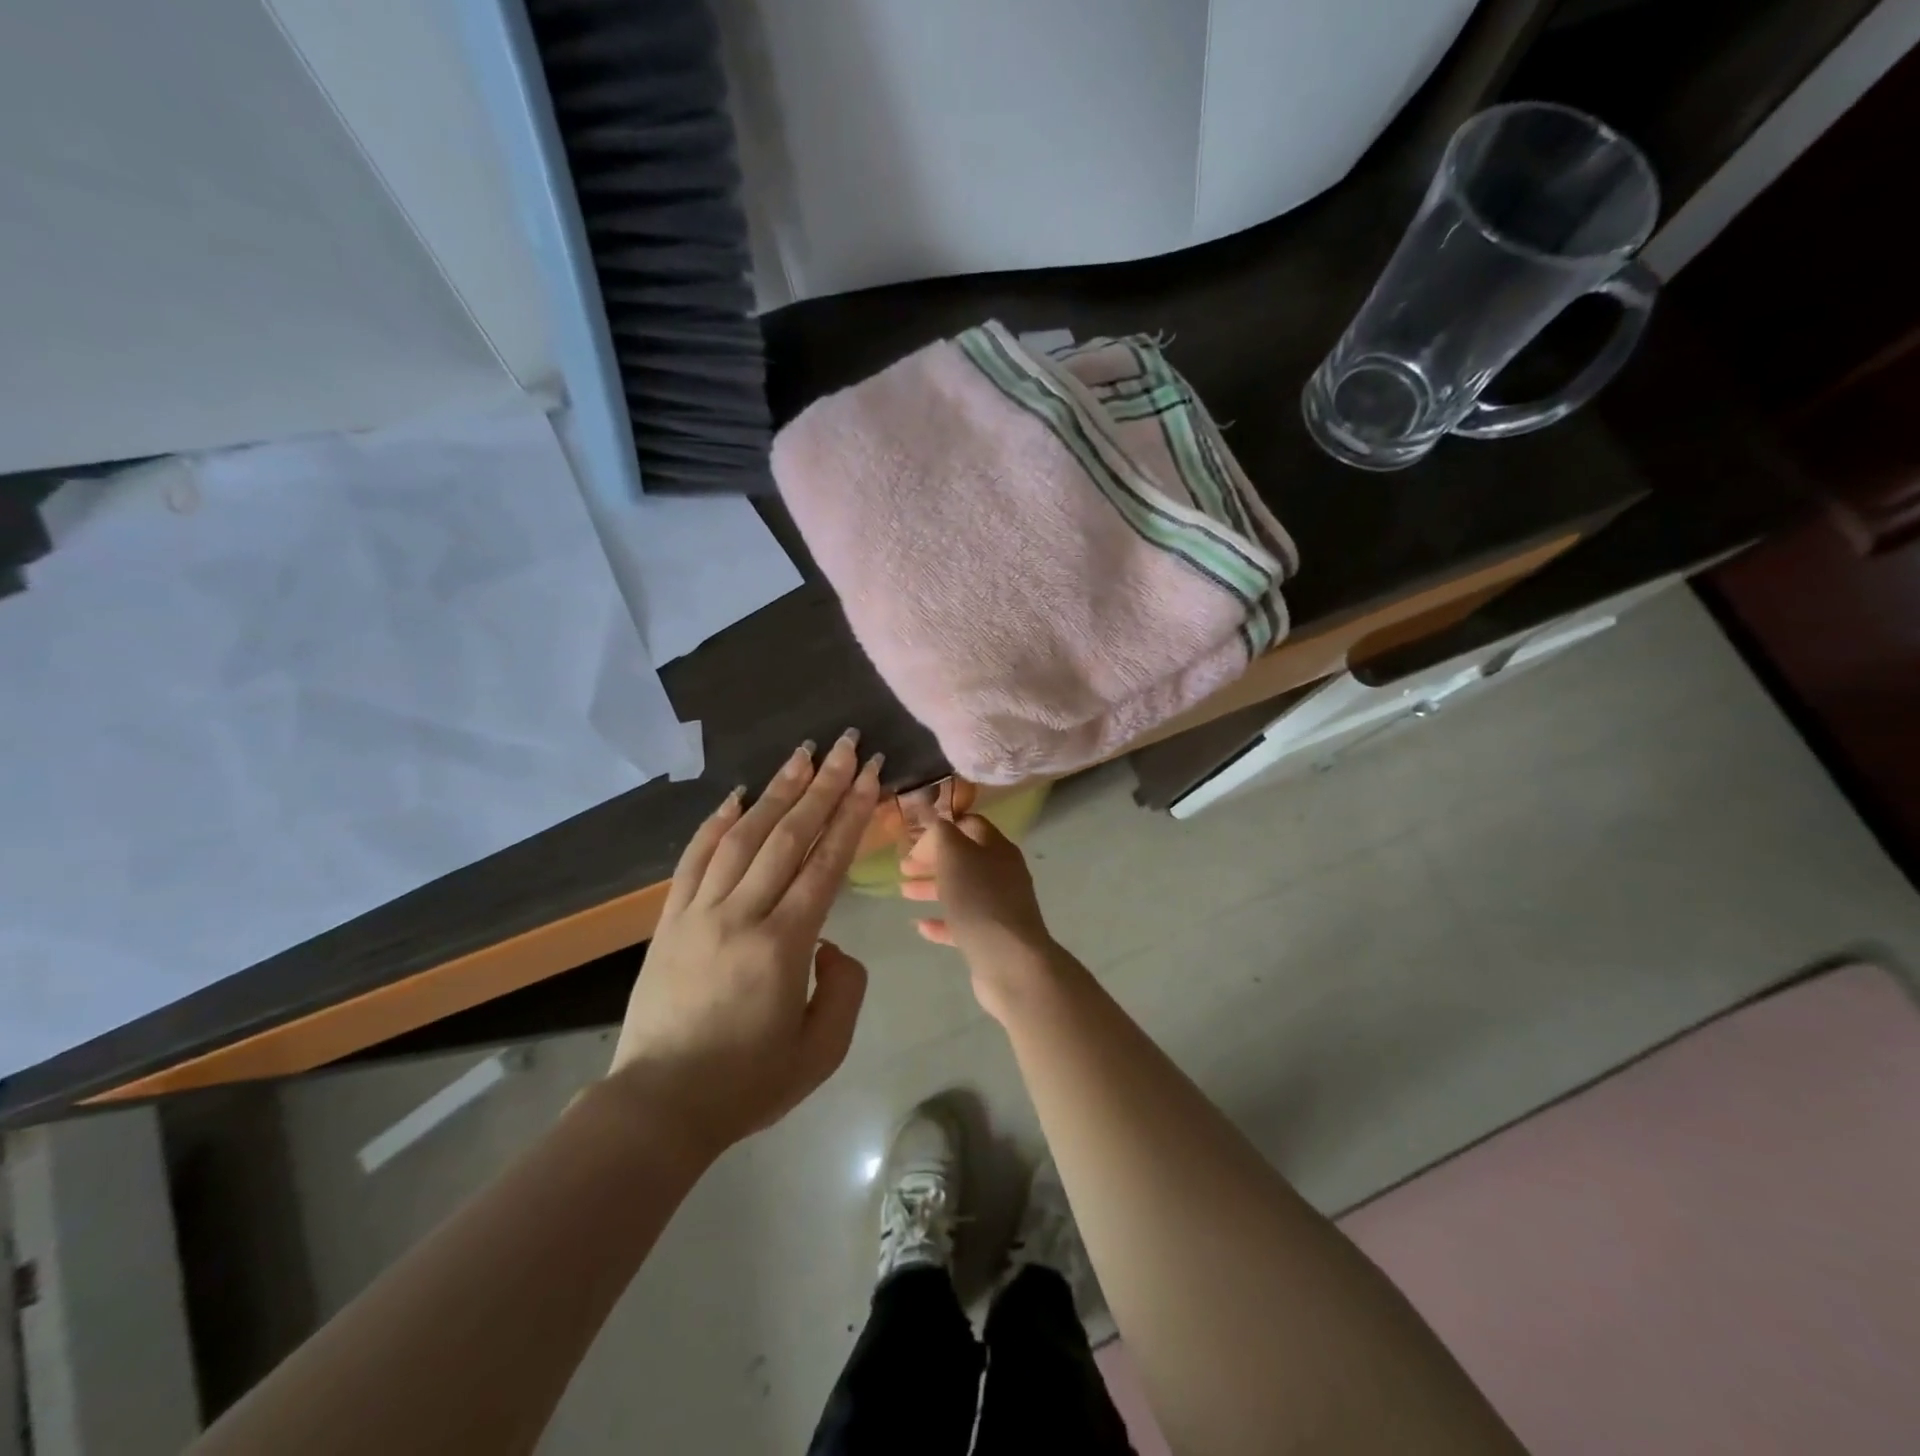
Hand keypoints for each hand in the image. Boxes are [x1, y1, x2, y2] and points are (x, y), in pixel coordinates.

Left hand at [609, 732, 882, 1154]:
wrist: (658, 1108)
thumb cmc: (748, 1084)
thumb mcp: (822, 1051)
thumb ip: (845, 987)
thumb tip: (830, 943)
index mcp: (783, 946)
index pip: (825, 864)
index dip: (851, 814)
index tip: (869, 775)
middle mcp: (741, 916)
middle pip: (788, 836)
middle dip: (823, 786)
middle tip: (846, 745)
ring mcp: (699, 913)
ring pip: (743, 836)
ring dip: (776, 790)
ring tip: (803, 754)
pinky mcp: (670, 920)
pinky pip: (694, 859)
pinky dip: (716, 822)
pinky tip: (736, 795)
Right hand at [901, 815, 1056, 1022]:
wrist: (1010, 962)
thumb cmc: (980, 900)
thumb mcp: (955, 855)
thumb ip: (941, 834)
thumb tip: (934, 823)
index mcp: (997, 848)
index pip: (970, 825)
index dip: (942, 827)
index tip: (914, 837)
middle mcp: (1002, 874)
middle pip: (963, 859)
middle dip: (932, 860)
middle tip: (902, 867)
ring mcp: (999, 907)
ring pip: (961, 890)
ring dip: (932, 888)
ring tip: (903, 893)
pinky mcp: (991, 937)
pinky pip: (962, 924)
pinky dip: (941, 922)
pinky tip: (920, 926)